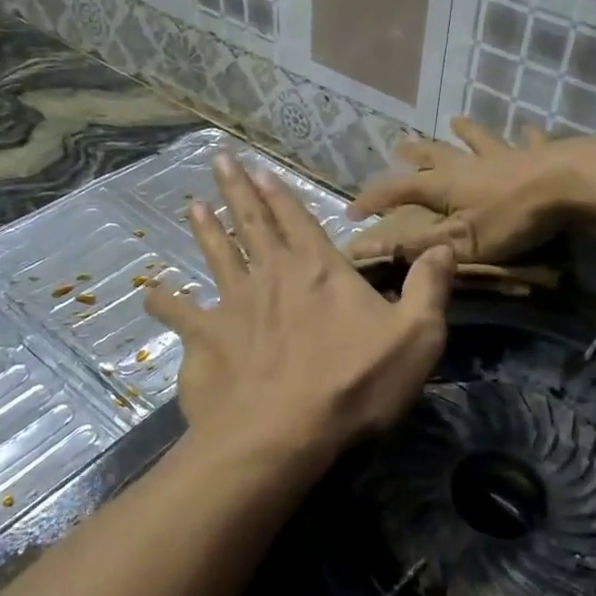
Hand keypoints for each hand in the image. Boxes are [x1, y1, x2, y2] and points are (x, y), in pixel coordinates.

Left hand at [145, 155, 454, 461]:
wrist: (283, 434)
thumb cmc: (354, 385)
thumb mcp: (416, 336)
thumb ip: (430, 288)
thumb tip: (443, 246)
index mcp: (319, 271)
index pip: (298, 220)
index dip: (280, 194)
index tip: (260, 169)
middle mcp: (272, 276)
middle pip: (252, 224)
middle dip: (237, 191)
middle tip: (220, 160)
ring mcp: (232, 306)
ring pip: (217, 257)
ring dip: (206, 230)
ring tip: (192, 205)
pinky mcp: (205, 341)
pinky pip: (180, 314)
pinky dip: (166, 302)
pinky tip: (151, 293)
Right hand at [345, 117, 595, 263]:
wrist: (571, 186)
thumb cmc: (513, 218)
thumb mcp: (461, 242)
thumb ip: (418, 245)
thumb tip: (367, 247)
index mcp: (446, 186)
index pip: (399, 190)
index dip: (373, 199)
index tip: (352, 212)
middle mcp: (470, 164)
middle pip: (435, 155)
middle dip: (415, 155)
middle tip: (399, 147)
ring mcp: (505, 155)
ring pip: (478, 139)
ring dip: (466, 132)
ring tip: (456, 120)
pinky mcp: (539, 154)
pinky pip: (528, 141)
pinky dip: (525, 136)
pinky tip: (529, 129)